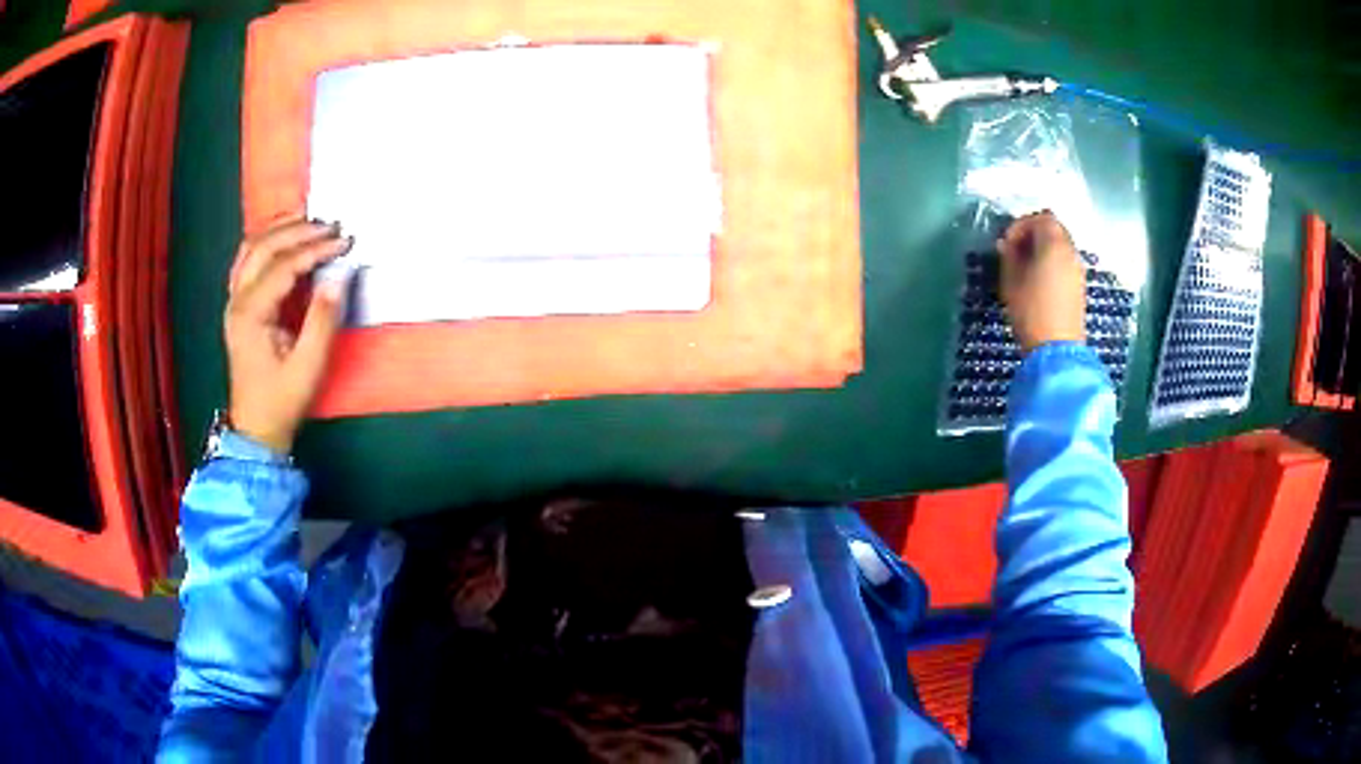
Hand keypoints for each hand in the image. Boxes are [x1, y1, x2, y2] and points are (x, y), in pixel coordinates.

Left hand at [225, 217, 353, 453]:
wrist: (255, 429)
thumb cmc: (281, 401)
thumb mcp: (307, 366)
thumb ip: (322, 320)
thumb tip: (339, 277)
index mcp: (251, 313)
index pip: (284, 265)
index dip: (316, 249)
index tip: (345, 241)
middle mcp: (237, 300)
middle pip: (264, 247)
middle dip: (299, 230)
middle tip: (331, 225)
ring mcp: (234, 302)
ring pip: (251, 249)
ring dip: (280, 230)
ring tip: (309, 220)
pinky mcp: (238, 307)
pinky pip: (247, 262)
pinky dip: (267, 243)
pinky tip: (284, 239)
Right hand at [996, 211, 1085, 352]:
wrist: (1057, 350)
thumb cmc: (1031, 311)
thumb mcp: (1011, 282)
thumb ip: (1008, 257)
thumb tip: (1006, 245)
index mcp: (1054, 244)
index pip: (1040, 218)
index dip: (1020, 225)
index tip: (1006, 243)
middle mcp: (1070, 251)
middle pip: (1054, 229)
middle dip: (1033, 234)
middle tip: (1015, 250)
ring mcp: (1078, 270)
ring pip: (1060, 246)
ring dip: (1043, 249)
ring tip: (1025, 267)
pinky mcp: (1079, 287)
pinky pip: (1064, 262)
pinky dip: (1051, 263)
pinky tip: (1038, 281)